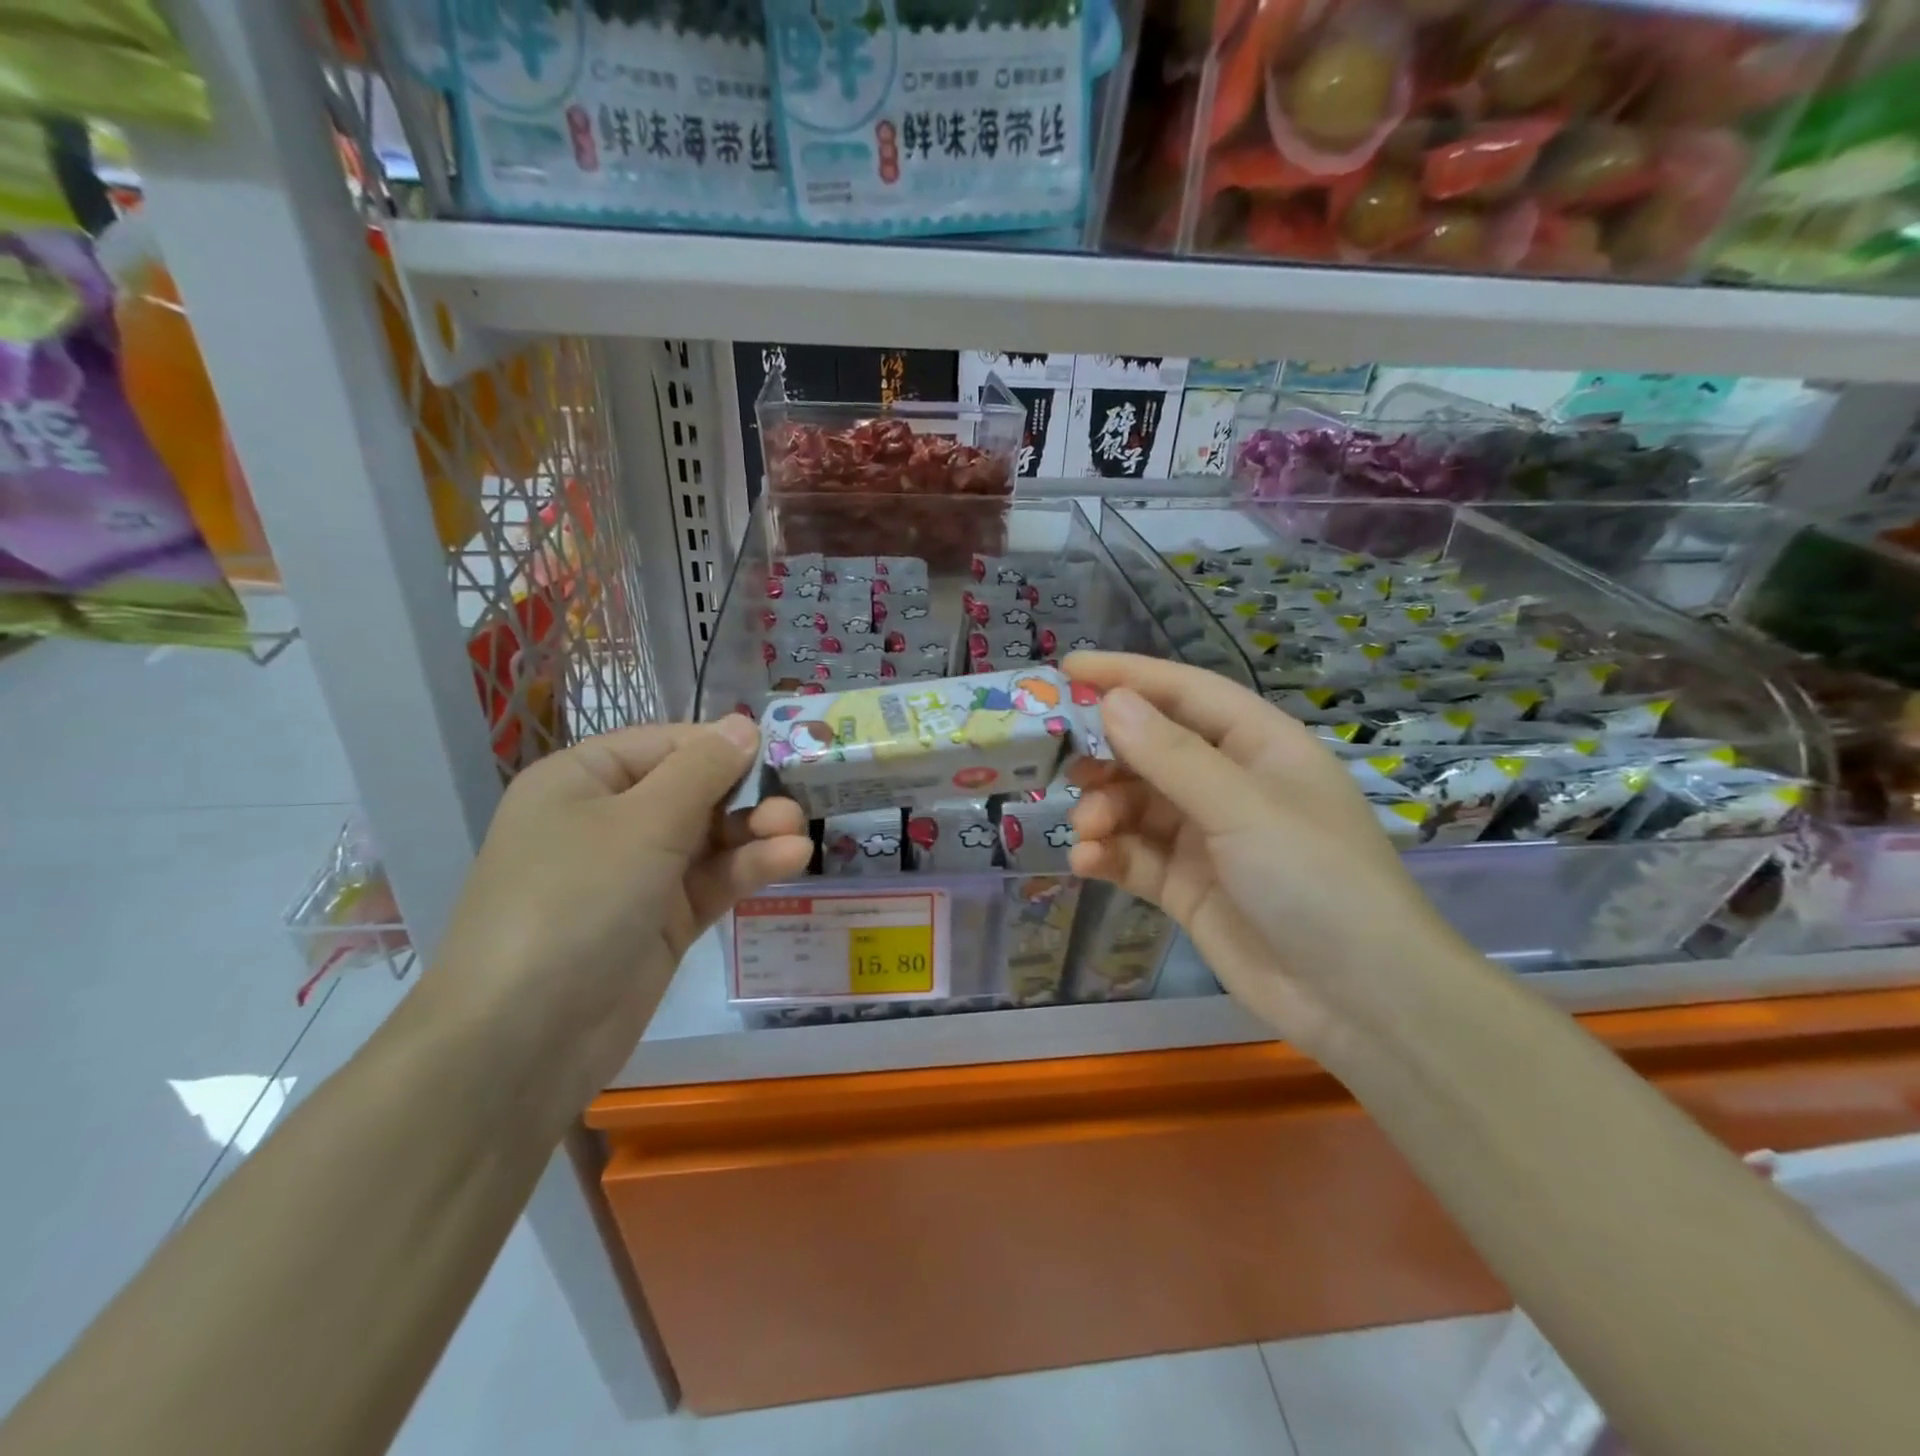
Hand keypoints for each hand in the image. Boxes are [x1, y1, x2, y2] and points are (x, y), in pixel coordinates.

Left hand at [426, 718, 809, 1107]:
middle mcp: (608, 821)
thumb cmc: (576, 900)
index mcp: (583, 781)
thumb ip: (702, 770)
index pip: (666, 745)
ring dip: (755, 834)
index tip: (778, 751)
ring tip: (798, 837)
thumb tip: (744, 724)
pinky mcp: (662, 921)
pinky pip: (712, 881)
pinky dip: (748, 869)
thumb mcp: (642, 822)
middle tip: (792, 806)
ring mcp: (637, 875)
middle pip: (693, 791)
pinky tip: (790, 860)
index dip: (721, 746)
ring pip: (709, 839)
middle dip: (745, 796)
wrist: (525, 1039)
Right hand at [1064, 652, 1479, 1058]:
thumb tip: (1111, 700)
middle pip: (1153, 749)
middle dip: (1109, 756)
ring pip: (1137, 805)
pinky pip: (1136, 856)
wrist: (1361, 1002)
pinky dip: (1109, 855)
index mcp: (1260, 746)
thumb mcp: (1242, 808)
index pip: (1185, 693)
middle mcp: (1231, 784)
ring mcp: (1208, 838)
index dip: (1128, 676)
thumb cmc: (1315, 880)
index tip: (1067, 669)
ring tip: (1088, 829)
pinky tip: (1088, 863)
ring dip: (1105, 810)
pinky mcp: (1188, 887)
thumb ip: (1171, 755)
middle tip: (1064, 765)